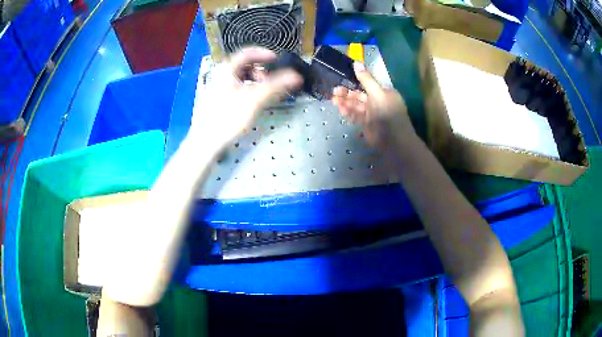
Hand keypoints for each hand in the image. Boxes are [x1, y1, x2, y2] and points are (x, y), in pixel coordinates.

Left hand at [190, 47, 302, 147]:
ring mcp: (216, 86)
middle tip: (269, 81)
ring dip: (253, 79)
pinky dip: (246, 88)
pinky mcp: (215, 98)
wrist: (207, 140)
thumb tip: (297, 76)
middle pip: (243, 65)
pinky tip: (250, 99)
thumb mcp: (255, 99)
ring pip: (238, 76)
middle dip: (259, 70)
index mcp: (227, 69)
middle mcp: (220, 74)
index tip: (276, 59)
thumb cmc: (230, 117)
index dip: (263, 54)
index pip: (247, 53)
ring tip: (261, 91)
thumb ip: (277, 85)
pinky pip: (234, 86)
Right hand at [332, 62, 412, 151]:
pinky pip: (355, 115)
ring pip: (356, 105)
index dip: (354, 80)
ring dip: (345, 102)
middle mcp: (377, 101)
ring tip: (333, 100)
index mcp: (383, 92)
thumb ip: (366, 79)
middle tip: (334, 91)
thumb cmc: (388, 114)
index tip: (341, 77)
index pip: (367, 83)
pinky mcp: (366, 124)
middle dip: (347, 92)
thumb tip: (356, 62)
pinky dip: (347, 112)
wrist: (394, 141)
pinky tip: (339, 109)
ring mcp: (371, 114)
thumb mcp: (378, 93)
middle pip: (359, 94)